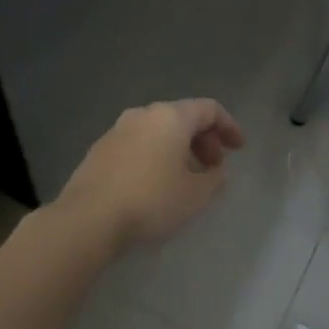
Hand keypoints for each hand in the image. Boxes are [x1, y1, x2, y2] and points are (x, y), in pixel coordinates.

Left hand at [57, 99, 245, 249]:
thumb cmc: (151, 201)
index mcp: (170, 117)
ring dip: (178, 149)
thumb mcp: (196, 195)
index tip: (239, 149)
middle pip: (182, 117)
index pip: (208, 109)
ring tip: (187, 177)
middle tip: (214, 167)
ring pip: (158, 131)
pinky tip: (156, 183)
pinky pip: (138, 144)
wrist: (88, 218)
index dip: (229, 126)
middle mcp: (143, 115)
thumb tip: (215, 170)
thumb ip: (214, 178)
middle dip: (204, 140)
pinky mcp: (99, 150)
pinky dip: (155, 156)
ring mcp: (117, 130)